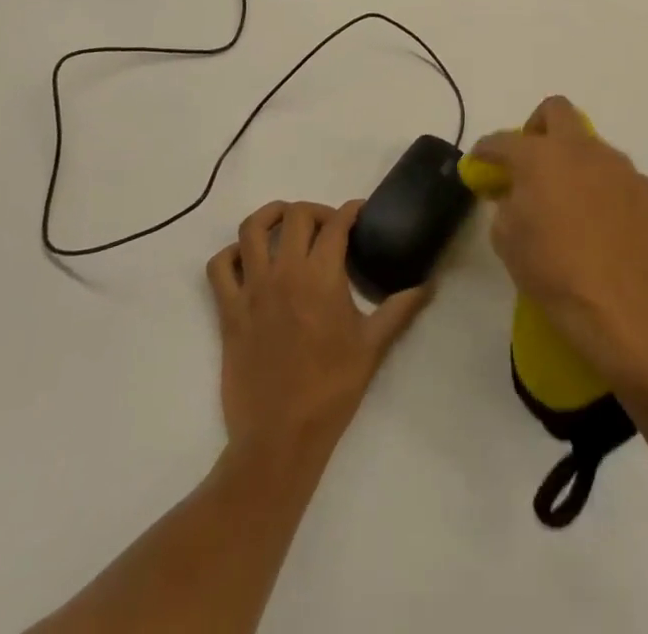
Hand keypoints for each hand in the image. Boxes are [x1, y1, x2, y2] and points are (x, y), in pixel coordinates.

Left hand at [206, 201, 430, 454]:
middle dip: (316, 211)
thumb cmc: (331, 390)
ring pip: (251, 229)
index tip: (360, 213)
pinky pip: (219, 267)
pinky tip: (248, 261)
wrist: (280, 438)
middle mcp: (285, 273)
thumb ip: (400, 309)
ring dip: (270, 217)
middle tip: (329, 227)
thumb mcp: (372, 347)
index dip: (351, 210)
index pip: (336, 223)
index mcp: (321, 277)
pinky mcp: (228, 311)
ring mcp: (252, 290)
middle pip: (295, 215)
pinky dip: (231, 254)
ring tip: (285, 224)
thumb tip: (428, 285)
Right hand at [468, 96, 647, 382]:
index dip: (486, 150)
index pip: (502, 140)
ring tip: (572, 202)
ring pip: (590, 145)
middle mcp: (580, 148)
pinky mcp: (645, 188)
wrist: (618, 306)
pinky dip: (604, 188)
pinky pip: (617, 176)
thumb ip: (505, 201)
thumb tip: (513, 190)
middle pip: (556, 110)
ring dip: (575, 161)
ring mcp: (618, 165)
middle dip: (537, 127)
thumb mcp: (506, 237)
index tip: (480, 163)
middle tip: (533, 161)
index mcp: (539, 156)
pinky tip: (602, 221)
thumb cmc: (551, 270)